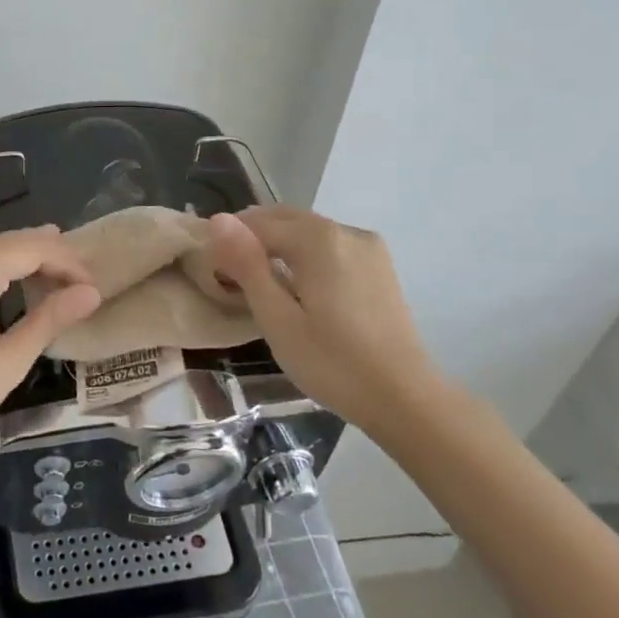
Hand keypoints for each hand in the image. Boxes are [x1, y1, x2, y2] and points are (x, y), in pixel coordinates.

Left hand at [0, 221, 101, 466]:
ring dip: (15, 252)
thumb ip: (49, 319)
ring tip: (48, 260)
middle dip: (46, 255)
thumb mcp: (8, 361)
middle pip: (10, 242)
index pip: (35, 249)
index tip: (92, 286)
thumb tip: (91, 293)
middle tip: (78, 276)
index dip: (68, 263)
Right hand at [207, 206, 439, 424]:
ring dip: (280, 244)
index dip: (230, 241)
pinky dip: (307, 254)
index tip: (213, 269)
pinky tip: (299, 285)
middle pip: (286, 219)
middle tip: (231, 273)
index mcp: (318, 239)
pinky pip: (331, 245)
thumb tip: (219, 219)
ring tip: (261, 280)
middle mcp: (345, 231)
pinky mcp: (380, 265)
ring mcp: (368, 246)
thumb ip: (247, 265)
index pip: (258, 223)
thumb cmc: (332, 362)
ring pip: (310, 231)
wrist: (405, 398)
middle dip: (254, 237)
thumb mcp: (277, 319)